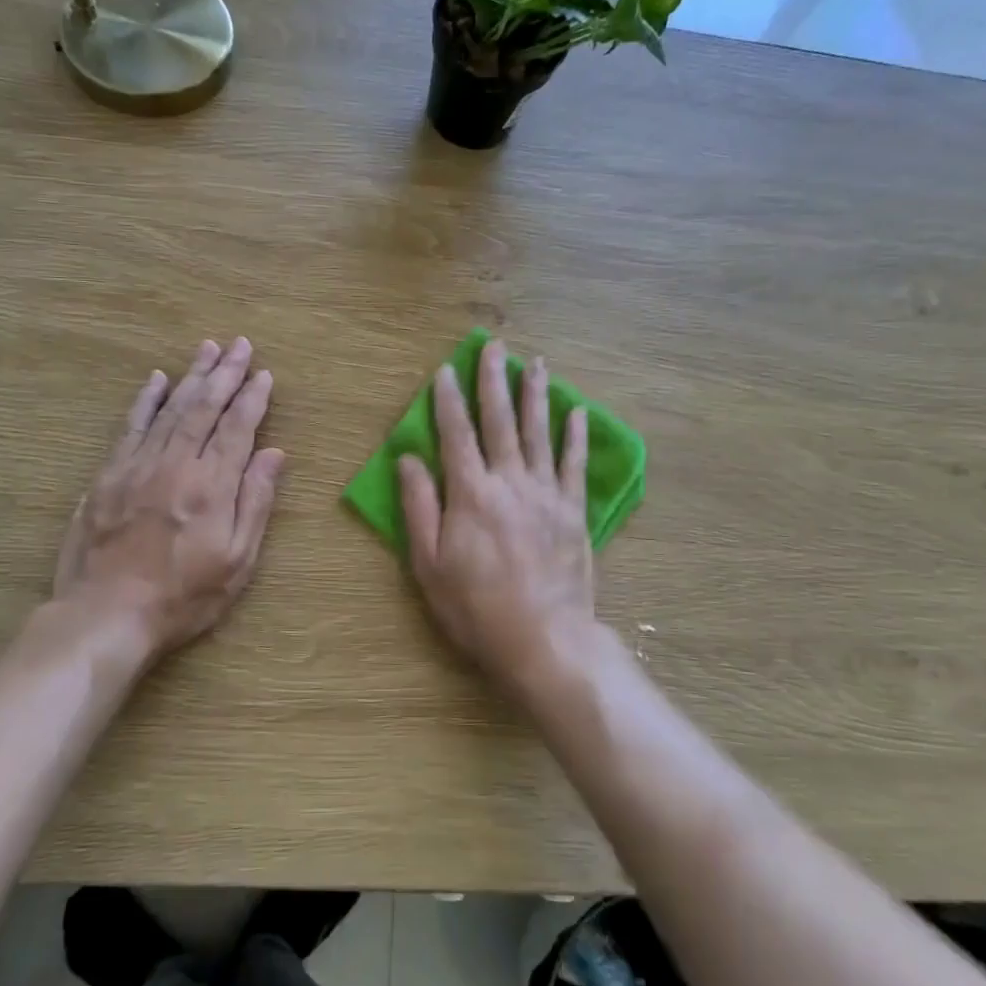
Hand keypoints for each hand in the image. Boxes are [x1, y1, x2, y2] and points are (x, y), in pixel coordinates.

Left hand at [54, 337, 284, 656]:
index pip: (237, 428)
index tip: (263, 374)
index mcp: (212, 486)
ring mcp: (138, 466)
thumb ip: (256, 502)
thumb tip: (275, 453)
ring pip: (170, 409)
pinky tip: (156, 379)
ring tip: (207, 349)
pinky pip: (131, 426)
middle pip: (204, 408)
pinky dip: (145, 400)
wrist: (106, 616)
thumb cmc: (183, 596)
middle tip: (240, 345)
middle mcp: (176, 465)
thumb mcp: (237, 561)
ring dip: (191, 376)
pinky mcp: (108, 475)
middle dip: (225, 374)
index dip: (252, 399)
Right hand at [398, 339, 599, 692]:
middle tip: (495, 346)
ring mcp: (546, 493)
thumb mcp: (429, 564)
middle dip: (494, 380)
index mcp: (470, 493)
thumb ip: (419, 506)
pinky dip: (575, 435)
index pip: (456, 433)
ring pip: (540, 432)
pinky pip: (573, 464)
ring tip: (536, 363)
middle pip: (500, 420)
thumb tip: (408, 458)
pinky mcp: (572, 510)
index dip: (448, 399)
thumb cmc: (476, 607)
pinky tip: (577, 411)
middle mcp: (509, 481)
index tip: (446, 369)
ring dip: (536, 395)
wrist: (544, 639)